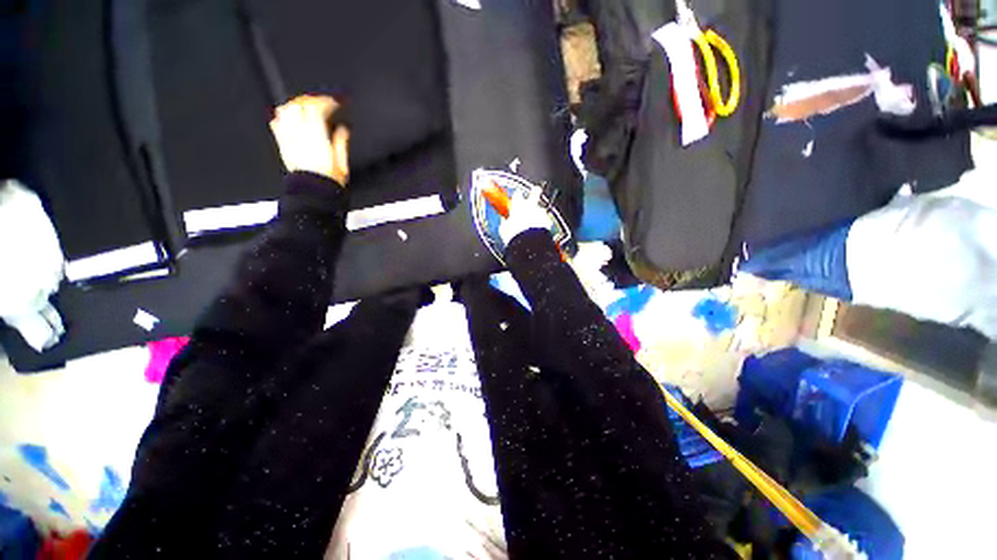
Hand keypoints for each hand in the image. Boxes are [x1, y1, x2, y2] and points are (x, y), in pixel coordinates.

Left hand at [269, 95, 350, 185]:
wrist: (313, 193)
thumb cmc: (328, 181)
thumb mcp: (342, 163)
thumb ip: (341, 142)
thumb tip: (343, 129)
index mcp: (317, 137)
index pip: (317, 108)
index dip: (327, 101)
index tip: (335, 102)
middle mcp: (300, 134)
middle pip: (300, 105)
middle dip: (311, 100)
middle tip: (321, 102)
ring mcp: (288, 138)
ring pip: (286, 111)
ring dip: (296, 105)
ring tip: (305, 107)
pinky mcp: (282, 145)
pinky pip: (276, 124)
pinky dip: (282, 117)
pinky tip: (289, 118)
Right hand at [500, 186, 552, 244]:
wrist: (529, 244)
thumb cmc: (515, 236)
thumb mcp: (504, 230)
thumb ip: (504, 223)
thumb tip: (504, 221)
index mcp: (517, 206)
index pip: (517, 195)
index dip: (517, 197)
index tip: (517, 199)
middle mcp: (530, 206)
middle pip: (534, 193)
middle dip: (535, 191)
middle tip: (535, 190)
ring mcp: (540, 213)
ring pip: (540, 209)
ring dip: (538, 213)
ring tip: (535, 221)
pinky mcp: (547, 221)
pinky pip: (545, 220)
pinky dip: (543, 223)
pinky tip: (540, 229)